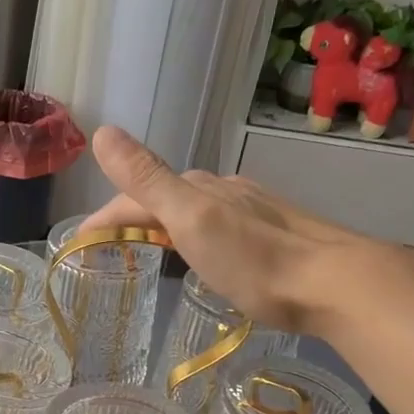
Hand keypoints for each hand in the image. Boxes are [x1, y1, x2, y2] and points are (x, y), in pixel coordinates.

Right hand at [78, 125, 390, 335]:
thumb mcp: (192, 219)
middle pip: (163, 199)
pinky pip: (216, 226)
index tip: (79, 242)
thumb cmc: (255, 259)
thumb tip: (103, 131)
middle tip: (108, 248)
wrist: (335, 282)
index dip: (104, 216)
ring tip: (146, 251)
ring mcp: (250, 210)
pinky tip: (202, 254)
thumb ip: (148, 178)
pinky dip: (192, 237)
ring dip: (162, 226)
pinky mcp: (271, 233)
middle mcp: (223, 190)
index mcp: (198, 187)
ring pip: (191, 211)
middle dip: (130, 218)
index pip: (135, 195)